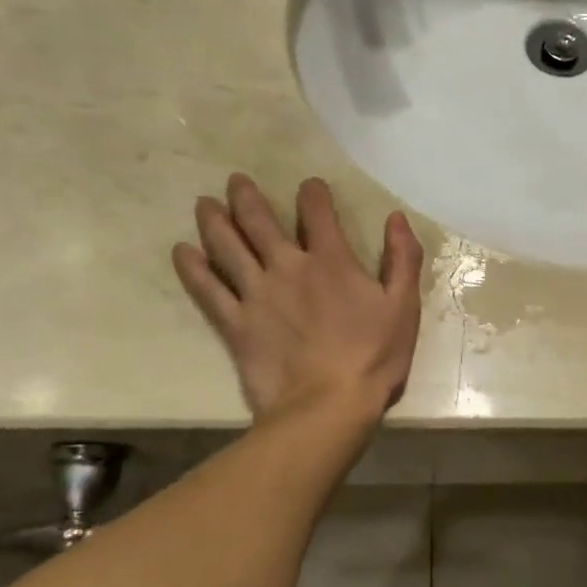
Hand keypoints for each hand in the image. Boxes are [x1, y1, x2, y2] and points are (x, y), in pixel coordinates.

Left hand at [173, 174, 423, 421]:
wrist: (328, 405)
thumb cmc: (374, 357)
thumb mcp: (403, 306)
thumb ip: (402, 258)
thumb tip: (396, 217)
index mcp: (332, 261)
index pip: (318, 214)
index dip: (312, 194)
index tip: (309, 185)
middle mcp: (289, 267)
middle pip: (260, 222)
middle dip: (247, 197)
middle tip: (235, 181)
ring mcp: (257, 294)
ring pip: (228, 247)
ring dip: (215, 221)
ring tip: (204, 204)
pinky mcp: (236, 324)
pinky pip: (208, 290)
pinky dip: (193, 268)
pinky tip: (182, 252)